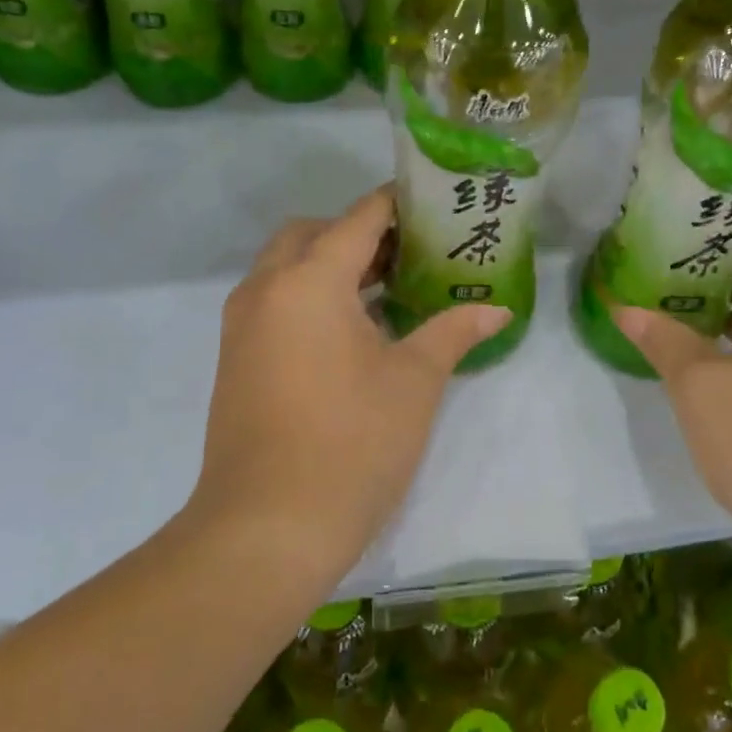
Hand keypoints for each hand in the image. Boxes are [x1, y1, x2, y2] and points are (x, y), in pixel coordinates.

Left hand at [190, 186, 511, 582]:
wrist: (266, 529)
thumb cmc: (351, 443)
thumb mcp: (414, 381)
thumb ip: (453, 331)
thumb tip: (496, 309)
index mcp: (309, 281)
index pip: (358, 219)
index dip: (396, 204)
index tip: (431, 202)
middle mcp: (266, 289)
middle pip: (312, 234)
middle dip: (358, 233)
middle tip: (409, 252)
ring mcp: (242, 325)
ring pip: (286, 267)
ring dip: (331, 264)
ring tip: (388, 288)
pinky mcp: (236, 358)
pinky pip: (274, 301)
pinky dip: (309, 295)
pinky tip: (352, 330)